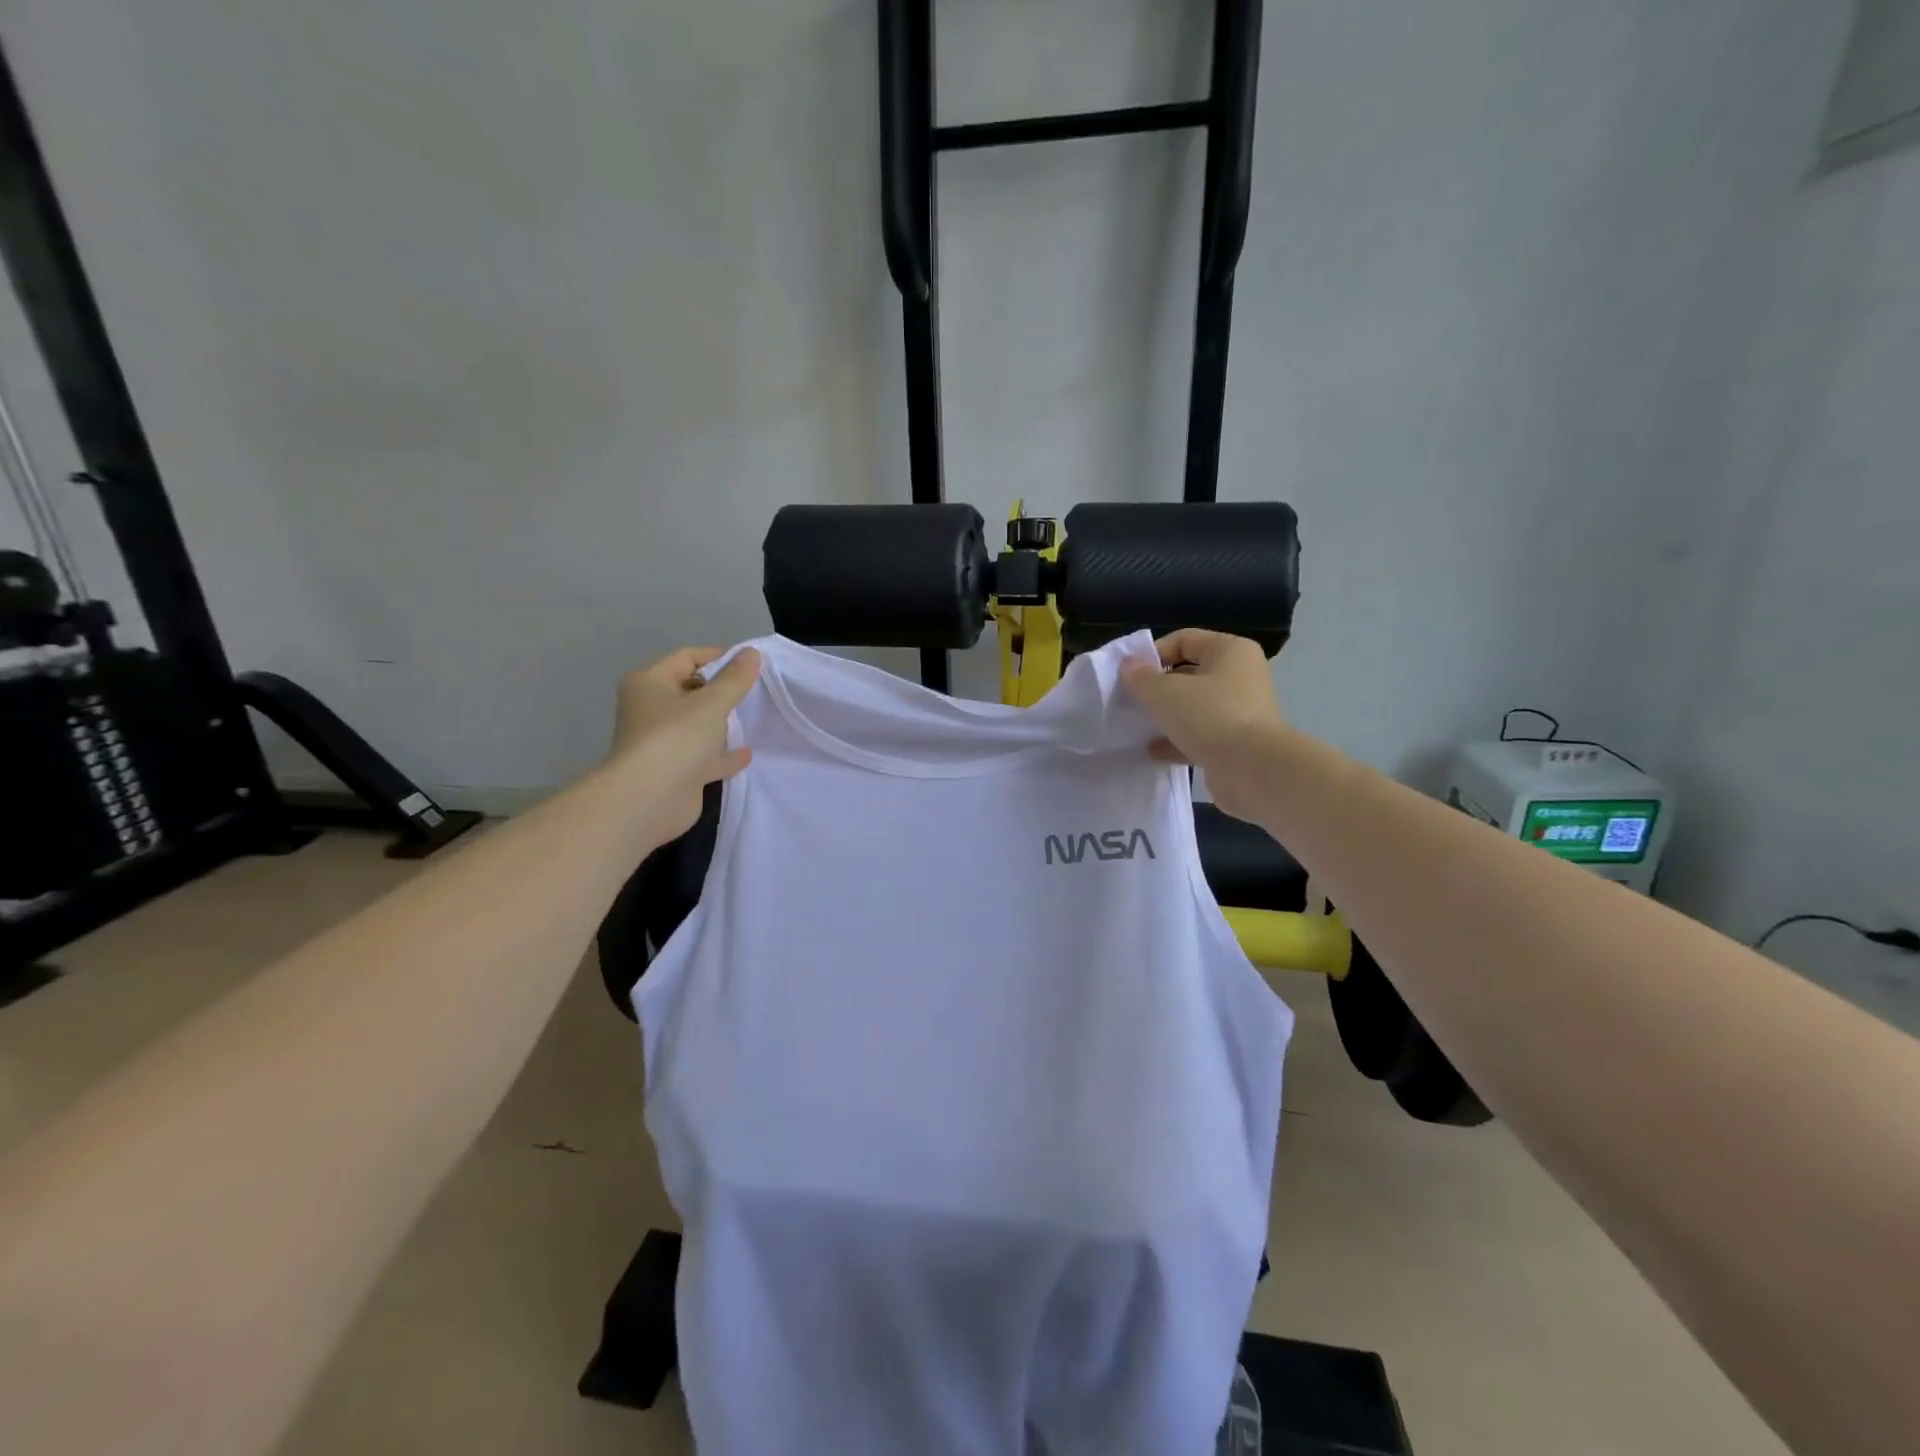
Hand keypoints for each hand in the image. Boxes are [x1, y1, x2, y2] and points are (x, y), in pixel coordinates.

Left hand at [607, 646, 761, 841]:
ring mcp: (662, 743)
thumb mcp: (712, 703)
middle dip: (721, 690)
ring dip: (722, 723)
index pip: (686, 658)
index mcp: (649, 684)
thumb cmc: (676, 739)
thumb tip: (752, 652)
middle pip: (691, 691)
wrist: (649, 800)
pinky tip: (748, 753)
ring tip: (754, 717)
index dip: (718, 657)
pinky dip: (723, 754)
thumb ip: (735, 679)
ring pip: (696, 725)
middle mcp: (651, 710)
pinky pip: (704, 756)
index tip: (751, 662)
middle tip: (756, 689)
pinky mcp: (675, 772)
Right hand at [1120, 630, 1288, 821]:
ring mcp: (1239, 712)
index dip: (1153, 653)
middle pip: (1189, 674)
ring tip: (1137, 725)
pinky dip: (1176, 741)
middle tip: (1130, 700)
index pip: (1184, 640)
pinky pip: (1199, 735)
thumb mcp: (1166, 692)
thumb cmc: (1211, 716)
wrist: (1253, 770)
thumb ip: (1142, 677)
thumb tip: (1128, 664)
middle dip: (1157, 687)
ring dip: (1166, 715)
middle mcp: (1239, 677)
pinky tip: (1151, 751)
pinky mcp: (1234, 744)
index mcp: (1230, 652)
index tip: (1129, 674)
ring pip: (1193, 707)